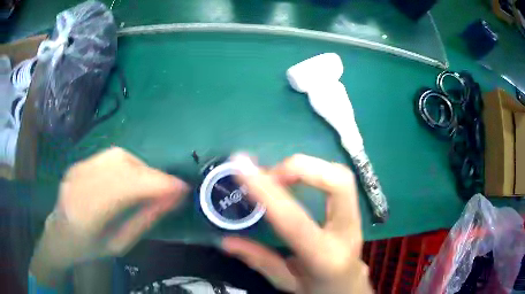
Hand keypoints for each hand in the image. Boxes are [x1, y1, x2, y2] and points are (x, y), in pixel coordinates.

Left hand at [30, 147, 188, 286]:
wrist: (60, 235)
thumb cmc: (90, 248)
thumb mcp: (120, 244)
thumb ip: (144, 220)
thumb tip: (172, 199)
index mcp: (87, 215)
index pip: (125, 189)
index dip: (156, 184)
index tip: (182, 188)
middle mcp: (79, 185)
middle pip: (123, 167)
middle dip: (152, 175)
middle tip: (169, 189)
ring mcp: (77, 170)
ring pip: (118, 157)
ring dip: (142, 168)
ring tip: (151, 184)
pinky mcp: (78, 163)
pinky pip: (109, 157)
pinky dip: (128, 165)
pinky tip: (132, 178)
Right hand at [223, 154, 371, 293]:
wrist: (349, 288)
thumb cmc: (318, 289)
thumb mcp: (287, 282)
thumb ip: (259, 260)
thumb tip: (226, 241)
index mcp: (325, 257)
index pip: (295, 221)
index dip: (268, 193)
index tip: (243, 170)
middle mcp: (346, 232)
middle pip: (338, 182)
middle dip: (301, 168)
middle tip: (270, 174)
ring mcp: (356, 219)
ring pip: (341, 176)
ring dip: (308, 167)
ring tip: (279, 176)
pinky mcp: (355, 212)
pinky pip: (339, 180)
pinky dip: (315, 172)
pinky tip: (296, 179)